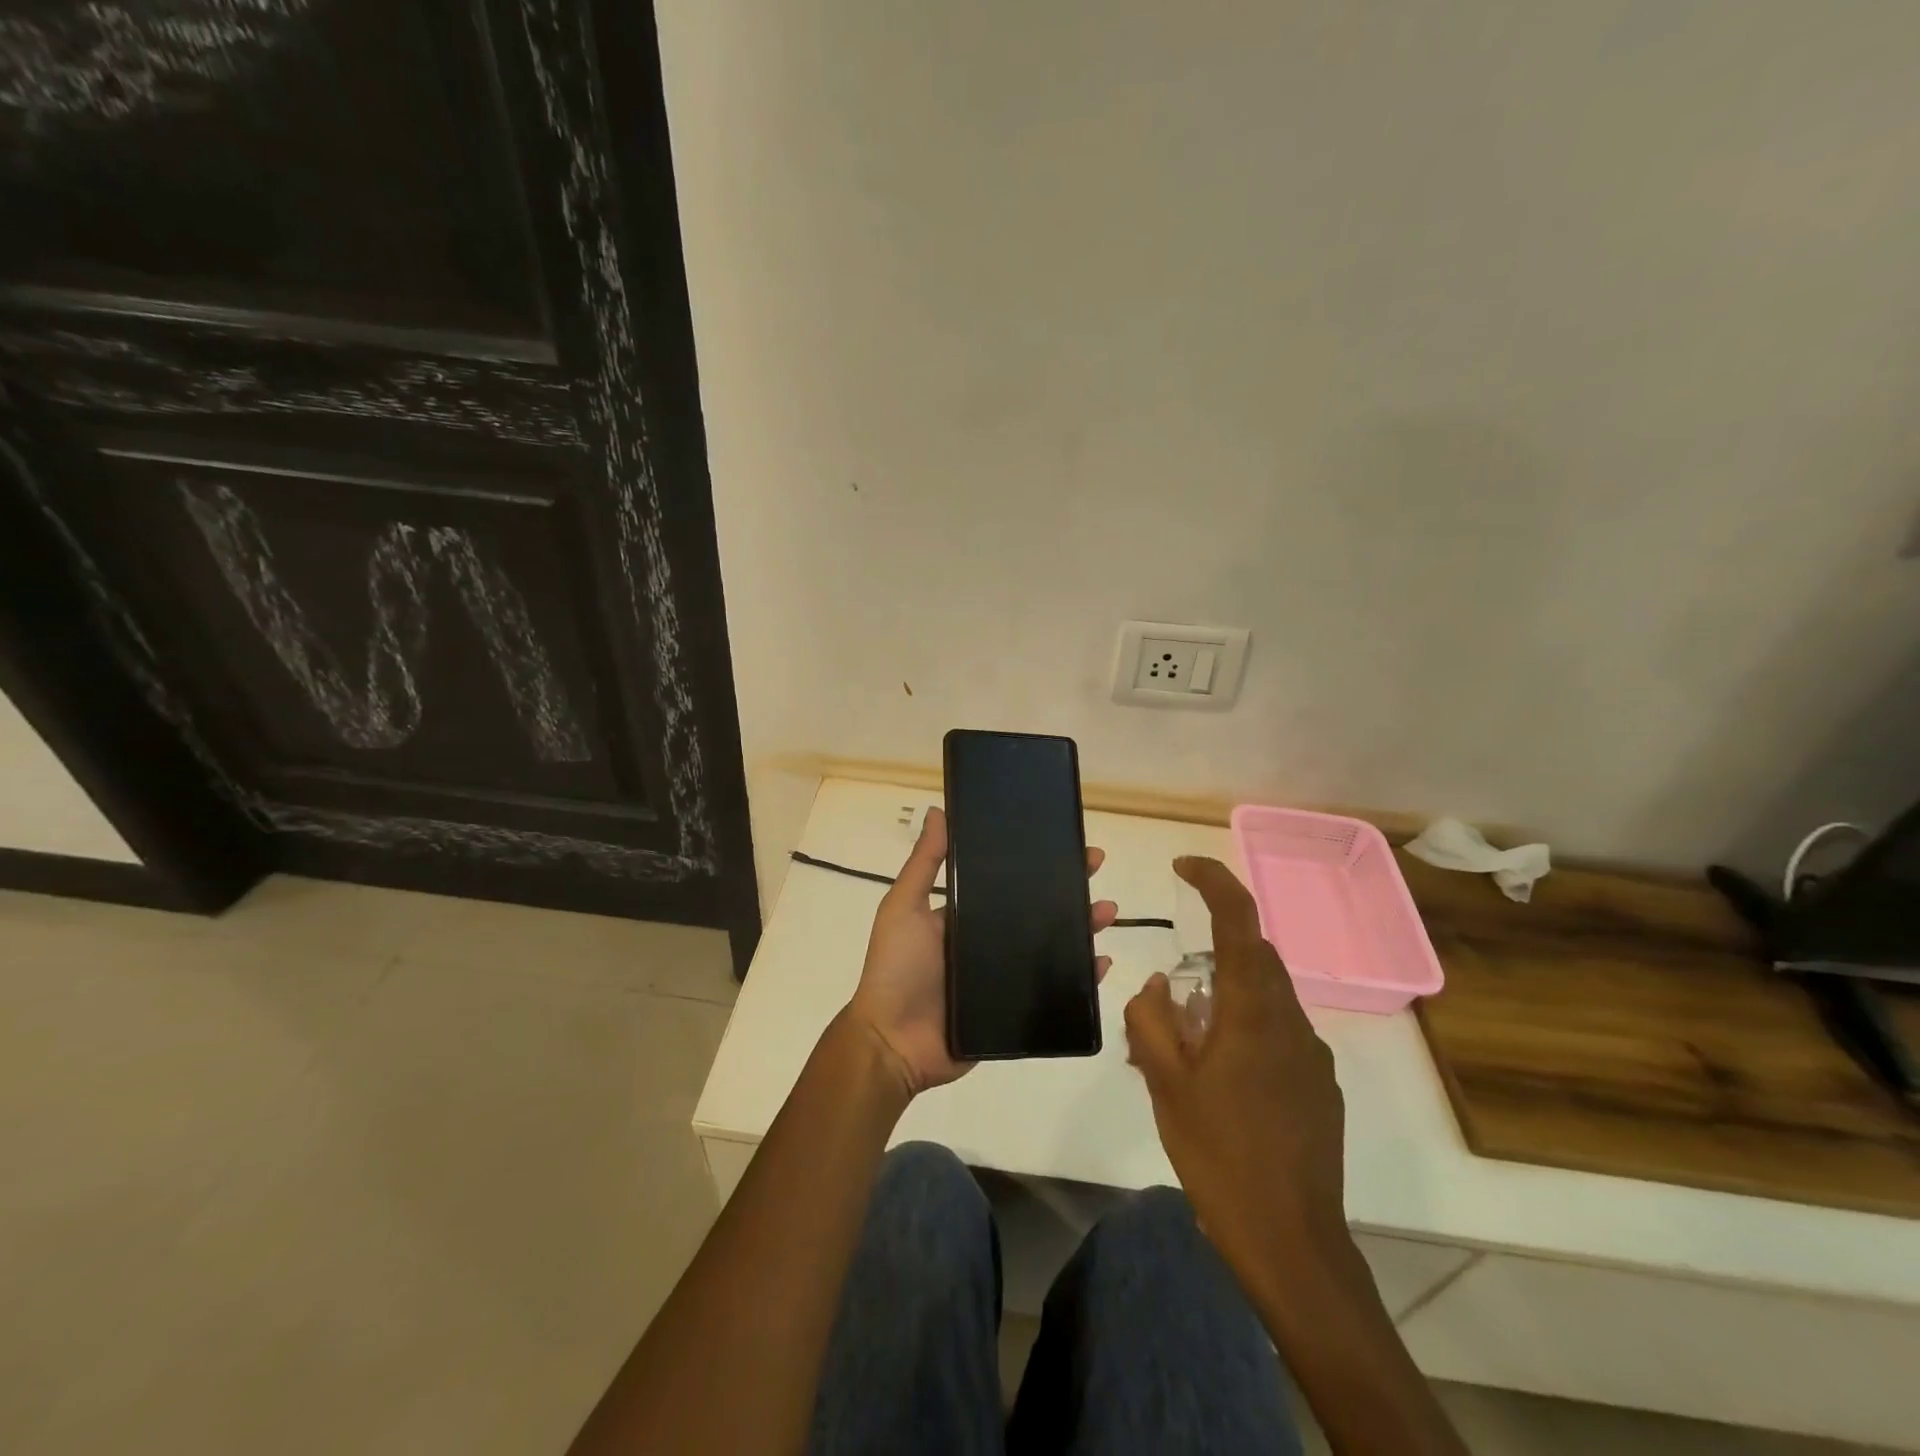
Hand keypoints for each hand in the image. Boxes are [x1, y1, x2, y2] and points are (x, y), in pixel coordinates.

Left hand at [845, 807, 1117, 1098]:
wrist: (892, 1042)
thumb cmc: (896, 968)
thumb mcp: (904, 907)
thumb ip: (923, 864)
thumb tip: (937, 810)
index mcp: (966, 915)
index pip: (1009, 881)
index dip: (1036, 863)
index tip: (1062, 842)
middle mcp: (989, 941)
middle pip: (1038, 910)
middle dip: (1069, 888)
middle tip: (1095, 868)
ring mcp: (1005, 976)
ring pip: (1053, 946)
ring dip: (1083, 927)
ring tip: (1106, 912)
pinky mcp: (1017, 1010)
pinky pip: (1056, 990)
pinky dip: (1082, 977)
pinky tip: (1102, 963)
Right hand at [1124, 855, 1348, 1288]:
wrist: (1293, 1243)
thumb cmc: (1220, 1157)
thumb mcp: (1165, 1085)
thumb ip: (1153, 1020)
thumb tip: (1159, 984)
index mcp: (1252, 1011)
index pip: (1240, 920)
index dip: (1214, 880)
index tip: (1182, 865)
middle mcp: (1290, 1020)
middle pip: (1254, 956)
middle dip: (1213, 951)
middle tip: (1172, 994)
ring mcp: (1312, 1056)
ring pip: (1266, 996)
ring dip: (1228, 996)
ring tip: (1189, 1047)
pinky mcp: (1320, 1087)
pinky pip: (1279, 1034)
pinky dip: (1247, 1030)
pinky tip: (1222, 1082)